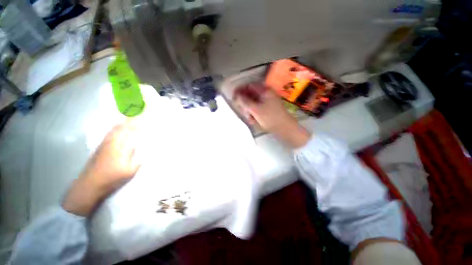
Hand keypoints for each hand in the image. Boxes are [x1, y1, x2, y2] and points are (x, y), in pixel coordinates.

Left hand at [62, 121, 140, 216]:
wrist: (89, 184)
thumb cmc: (112, 178)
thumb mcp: (130, 171)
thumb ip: (138, 159)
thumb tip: (145, 150)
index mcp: (121, 146)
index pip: (132, 131)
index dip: (138, 122)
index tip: (144, 114)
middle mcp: (113, 141)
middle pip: (123, 126)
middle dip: (131, 117)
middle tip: (137, 109)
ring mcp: (105, 143)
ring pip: (115, 127)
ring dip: (123, 120)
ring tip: (129, 114)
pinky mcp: (101, 146)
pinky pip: (110, 132)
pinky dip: (116, 126)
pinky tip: (117, 125)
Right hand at [233, 83, 310, 148]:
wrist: (285, 128)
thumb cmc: (271, 118)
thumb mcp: (256, 110)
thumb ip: (245, 102)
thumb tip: (236, 96)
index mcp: (265, 90)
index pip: (249, 86)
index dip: (240, 91)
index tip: (234, 98)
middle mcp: (266, 94)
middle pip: (250, 95)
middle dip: (245, 104)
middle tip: (243, 112)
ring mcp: (267, 101)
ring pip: (252, 102)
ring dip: (249, 110)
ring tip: (250, 119)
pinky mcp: (267, 108)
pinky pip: (257, 108)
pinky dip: (253, 113)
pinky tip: (253, 120)